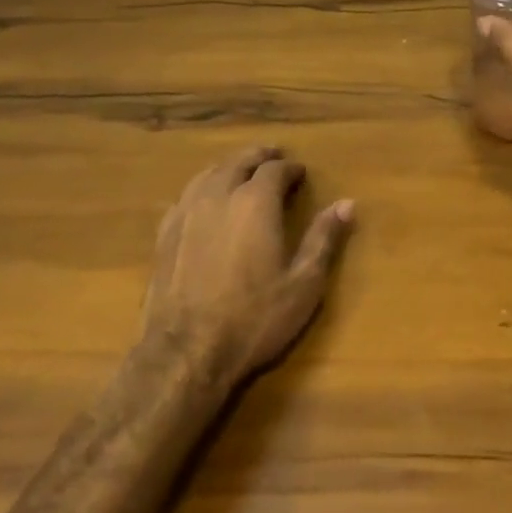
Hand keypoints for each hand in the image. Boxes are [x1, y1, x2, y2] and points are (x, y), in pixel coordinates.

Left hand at [141, 145, 354, 386]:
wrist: (184, 355)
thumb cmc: (253, 318)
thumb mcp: (304, 283)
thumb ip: (324, 239)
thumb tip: (347, 203)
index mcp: (256, 201)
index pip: (275, 169)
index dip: (291, 168)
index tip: (301, 173)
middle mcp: (219, 195)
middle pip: (239, 161)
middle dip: (259, 157)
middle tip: (274, 158)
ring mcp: (186, 213)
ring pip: (209, 173)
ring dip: (229, 167)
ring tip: (241, 171)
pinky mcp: (164, 235)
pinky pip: (186, 196)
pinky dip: (203, 188)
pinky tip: (205, 200)